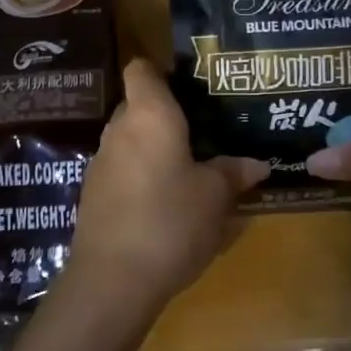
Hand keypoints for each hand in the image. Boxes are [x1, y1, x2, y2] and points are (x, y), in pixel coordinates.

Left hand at [63, 59, 267, 324]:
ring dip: (155, 150)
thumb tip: (257, 164)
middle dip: (167, 116)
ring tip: (190, 170)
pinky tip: (166, 204)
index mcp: (149, 115)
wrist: (112, 280)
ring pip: (131, 141)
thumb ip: (233, 173)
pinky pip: (123, 172)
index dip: (161, 70)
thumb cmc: (171, 221)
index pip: (141, 69)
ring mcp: (101, 163)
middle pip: (139, 106)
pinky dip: (142, 178)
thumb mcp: (215, 197)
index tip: (189, 86)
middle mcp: (119, 130)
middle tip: (203, 132)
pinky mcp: (93, 196)